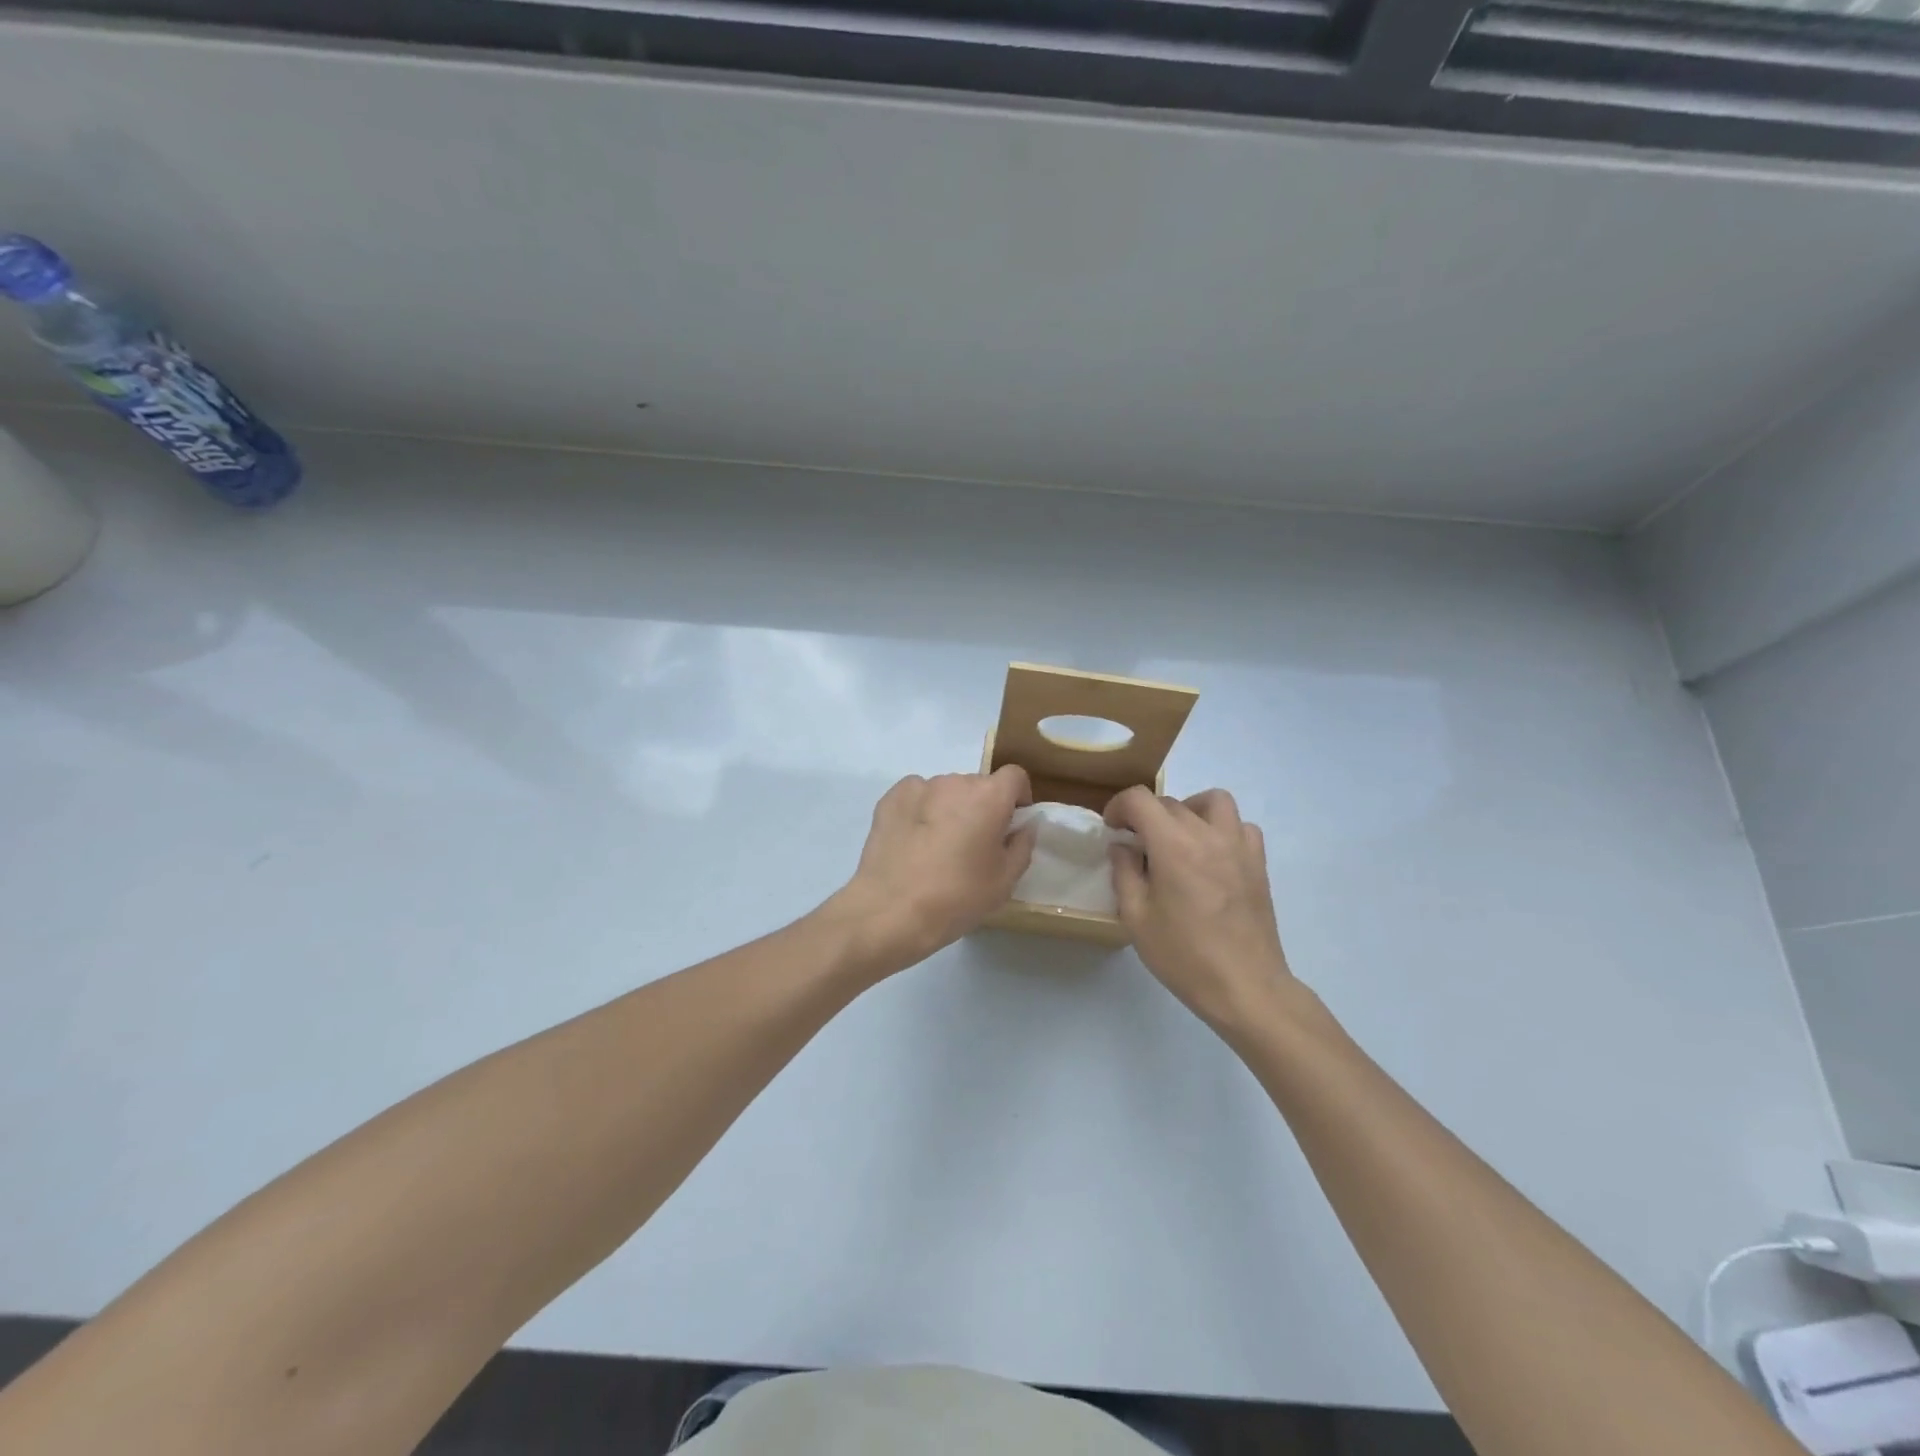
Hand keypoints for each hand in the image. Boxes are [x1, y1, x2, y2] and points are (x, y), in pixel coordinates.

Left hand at [831, 767, 1036, 971]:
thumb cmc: (957, 897)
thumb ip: (1022, 844)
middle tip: (974, 844)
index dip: (1018, 797)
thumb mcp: (1005, 880)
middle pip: (978, 785)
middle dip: (982, 807)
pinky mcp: (890, 798)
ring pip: (946, 791)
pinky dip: (921, 811)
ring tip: (938, 847)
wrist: (891, 910)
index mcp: (989, 796)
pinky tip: (914, 842)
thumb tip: (1025, 825)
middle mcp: (955, 781)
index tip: (1011, 823)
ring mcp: (919, 786)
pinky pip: (917, 797)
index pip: (1015, 776)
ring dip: (950, 809)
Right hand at [1106, 787, 1293, 1032]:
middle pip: (1171, 802)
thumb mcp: (1136, 918)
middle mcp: (1208, 835)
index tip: (1112, 828)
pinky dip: (1222, 829)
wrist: (1245, 987)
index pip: (1140, 799)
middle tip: (1137, 846)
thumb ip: (1124, 873)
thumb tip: (1123, 846)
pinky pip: (1241, 826)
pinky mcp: (1258, 863)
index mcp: (1173, 845)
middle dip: (1147, 816)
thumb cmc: (1184, 956)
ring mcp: (1238, 846)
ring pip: (1213, 801)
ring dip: (1189, 810)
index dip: (1119, 806)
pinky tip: (1211, 855)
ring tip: (1178, 838)